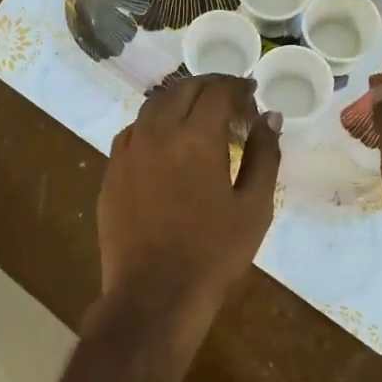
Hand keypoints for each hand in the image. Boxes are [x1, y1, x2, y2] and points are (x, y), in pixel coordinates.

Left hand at [98, 74, 282, 346]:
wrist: (154, 294)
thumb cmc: (214, 253)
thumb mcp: (254, 206)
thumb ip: (264, 154)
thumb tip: (270, 117)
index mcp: (196, 136)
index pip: (218, 90)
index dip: (238, 88)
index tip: (252, 97)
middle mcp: (157, 132)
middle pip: (183, 89)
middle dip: (210, 87)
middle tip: (231, 102)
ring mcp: (128, 150)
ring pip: (154, 106)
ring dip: (180, 101)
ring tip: (199, 117)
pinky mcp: (111, 171)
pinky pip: (133, 131)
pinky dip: (154, 125)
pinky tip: (166, 143)